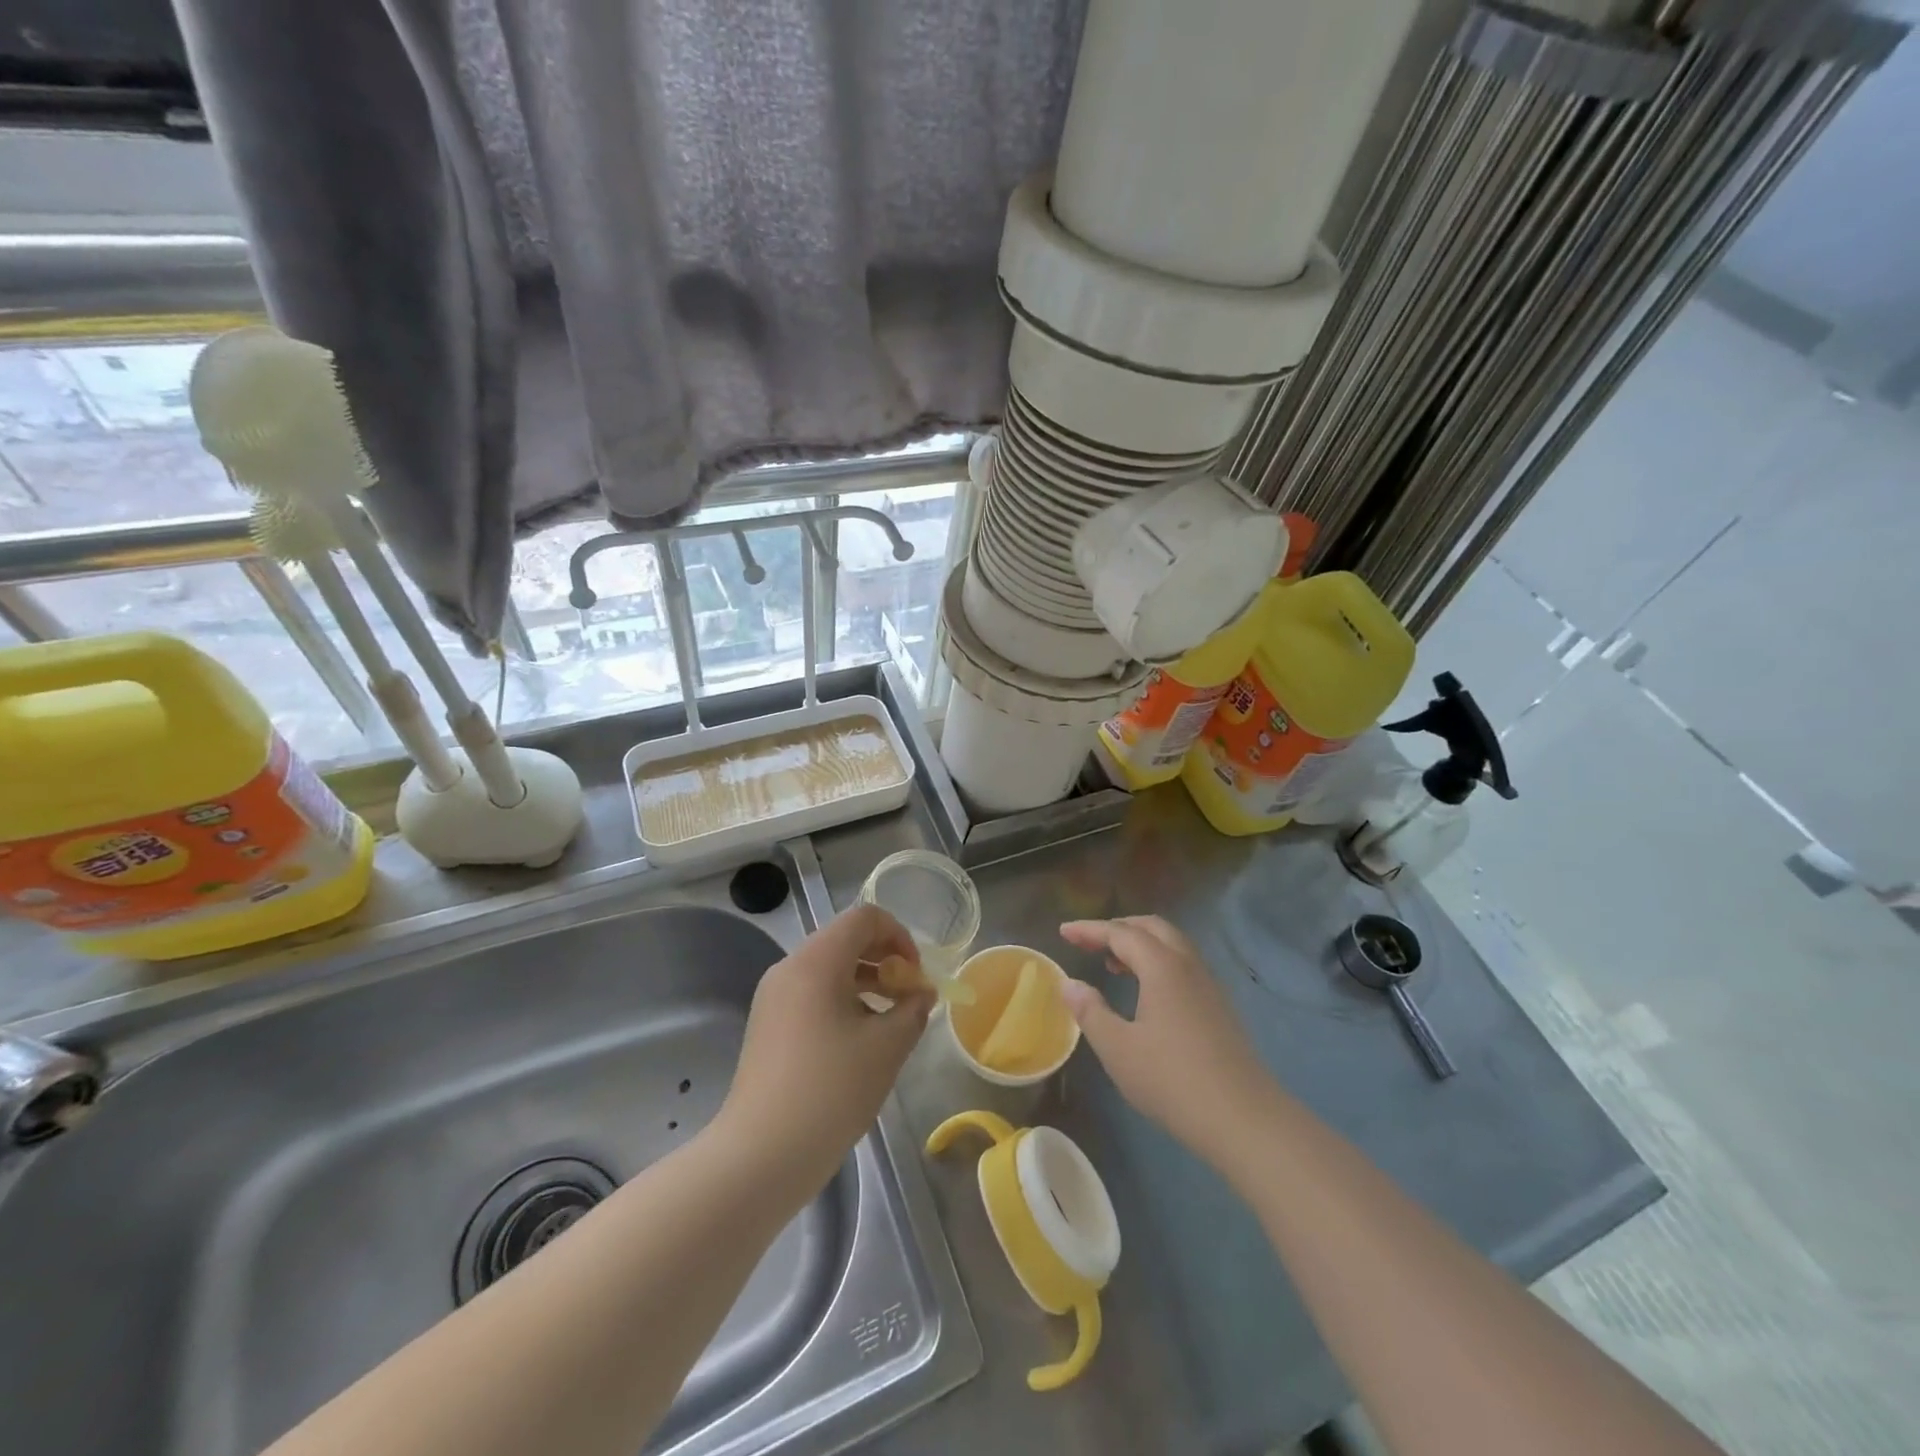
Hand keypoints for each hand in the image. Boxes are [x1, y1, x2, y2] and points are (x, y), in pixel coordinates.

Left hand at [717, 905, 933, 1192]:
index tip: (916, 974)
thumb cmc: (830, 1091)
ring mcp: (773, 997)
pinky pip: (812, 993)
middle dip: (885, 959)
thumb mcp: (887, 1048)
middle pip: (845, 940)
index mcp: (816, 961)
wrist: (759, 1156)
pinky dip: (842, 1001)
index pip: (864, 918)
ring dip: (866, 981)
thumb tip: (921, 993)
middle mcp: (790, 968)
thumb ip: (912, 1009)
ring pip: (829, 968)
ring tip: (891, 1021)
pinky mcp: (768, 1025)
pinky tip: (860, 1041)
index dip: (899, 936)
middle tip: (909, 997)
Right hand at [1058, 916, 1277, 1173]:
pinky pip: (1183, 965)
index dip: (1090, 929)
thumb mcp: (1118, 1049)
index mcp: (1162, 966)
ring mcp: (1209, 985)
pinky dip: (1158, 962)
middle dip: (1118, 927)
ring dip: (1141, 944)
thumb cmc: (1172, 1080)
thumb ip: (1090, 1011)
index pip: (1121, 933)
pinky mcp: (1219, 1007)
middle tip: (1090, 941)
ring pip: (1172, 945)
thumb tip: (1069, 983)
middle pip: (1152, 928)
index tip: (1064, 930)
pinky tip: (1146, 992)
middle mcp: (1188, 965)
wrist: (1243, 1119)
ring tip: (1113, 963)